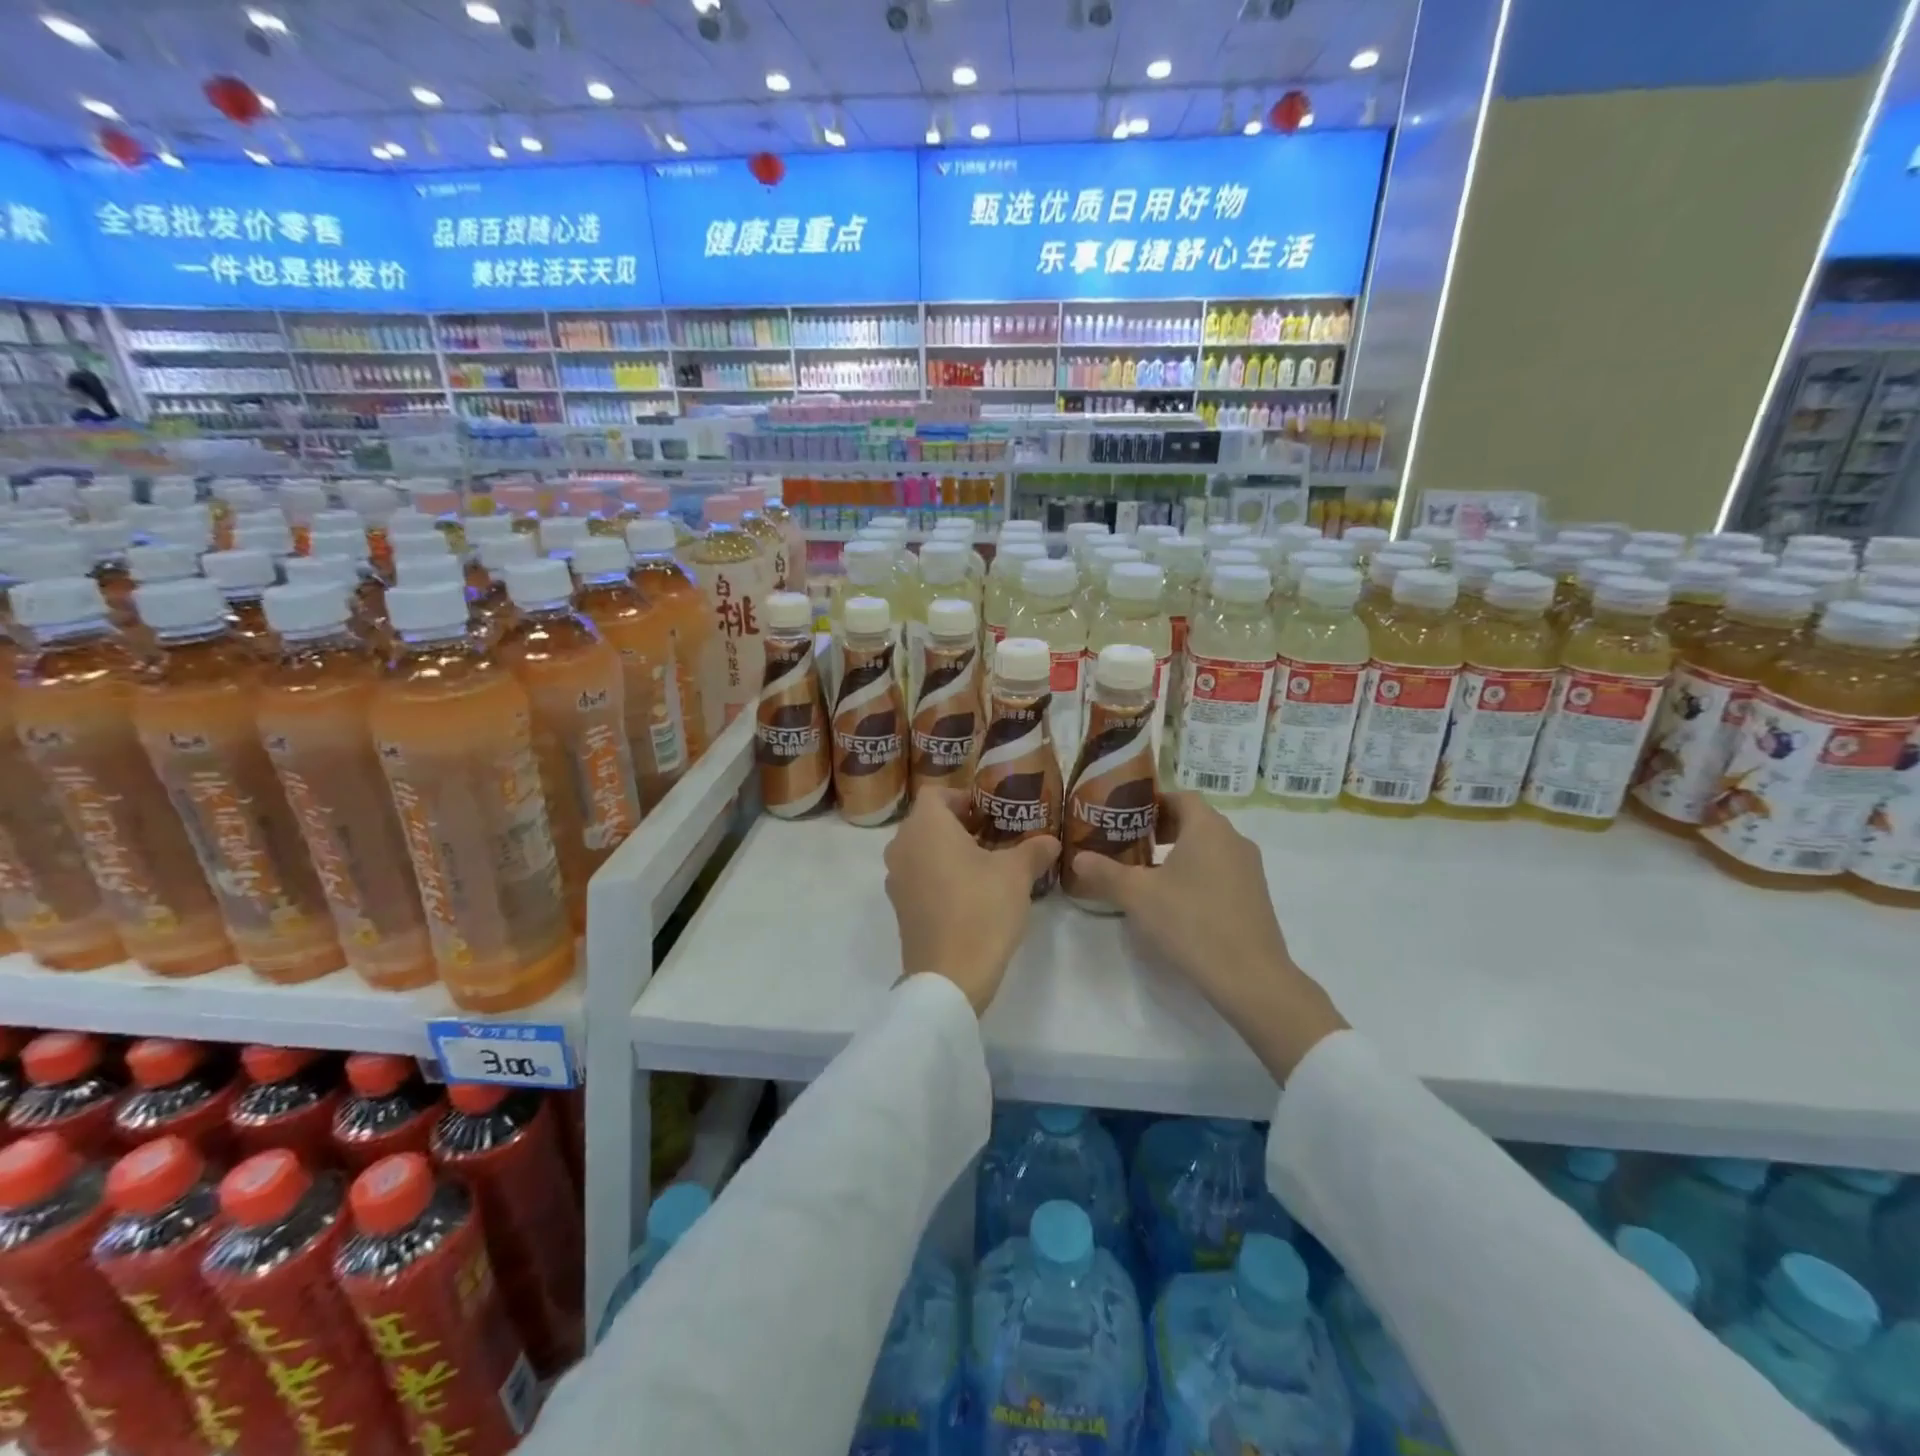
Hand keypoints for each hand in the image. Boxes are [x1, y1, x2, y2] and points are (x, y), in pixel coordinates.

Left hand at [883, 787, 1059, 1015]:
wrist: (949, 976)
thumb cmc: (981, 909)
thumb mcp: (1016, 874)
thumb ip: (1033, 850)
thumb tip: (1051, 841)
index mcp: (926, 827)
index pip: (936, 793)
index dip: (963, 796)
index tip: (989, 812)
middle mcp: (902, 846)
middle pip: (927, 821)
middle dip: (958, 824)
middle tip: (993, 836)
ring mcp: (896, 879)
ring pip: (921, 850)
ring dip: (948, 851)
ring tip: (984, 865)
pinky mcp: (899, 907)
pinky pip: (918, 876)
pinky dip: (938, 875)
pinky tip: (969, 894)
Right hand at [1069, 792, 1346, 1080]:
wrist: (1250, 977)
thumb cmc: (1191, 922)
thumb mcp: (1137, 895)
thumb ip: (1105, 872)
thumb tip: (1077, 857)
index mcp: (1207, 828)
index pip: (1180, 796)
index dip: (1152, 802)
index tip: (1126, 816)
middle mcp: (1233, 839)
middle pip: (1195, 820)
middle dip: (1161, 828)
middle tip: (1130, 843)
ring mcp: (1249, 868)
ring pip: (1209, 847)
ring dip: (1179, 852)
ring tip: (1148, 872)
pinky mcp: (1255, 895)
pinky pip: (1222, 869)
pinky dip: (1198, 873)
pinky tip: (1177, 900)